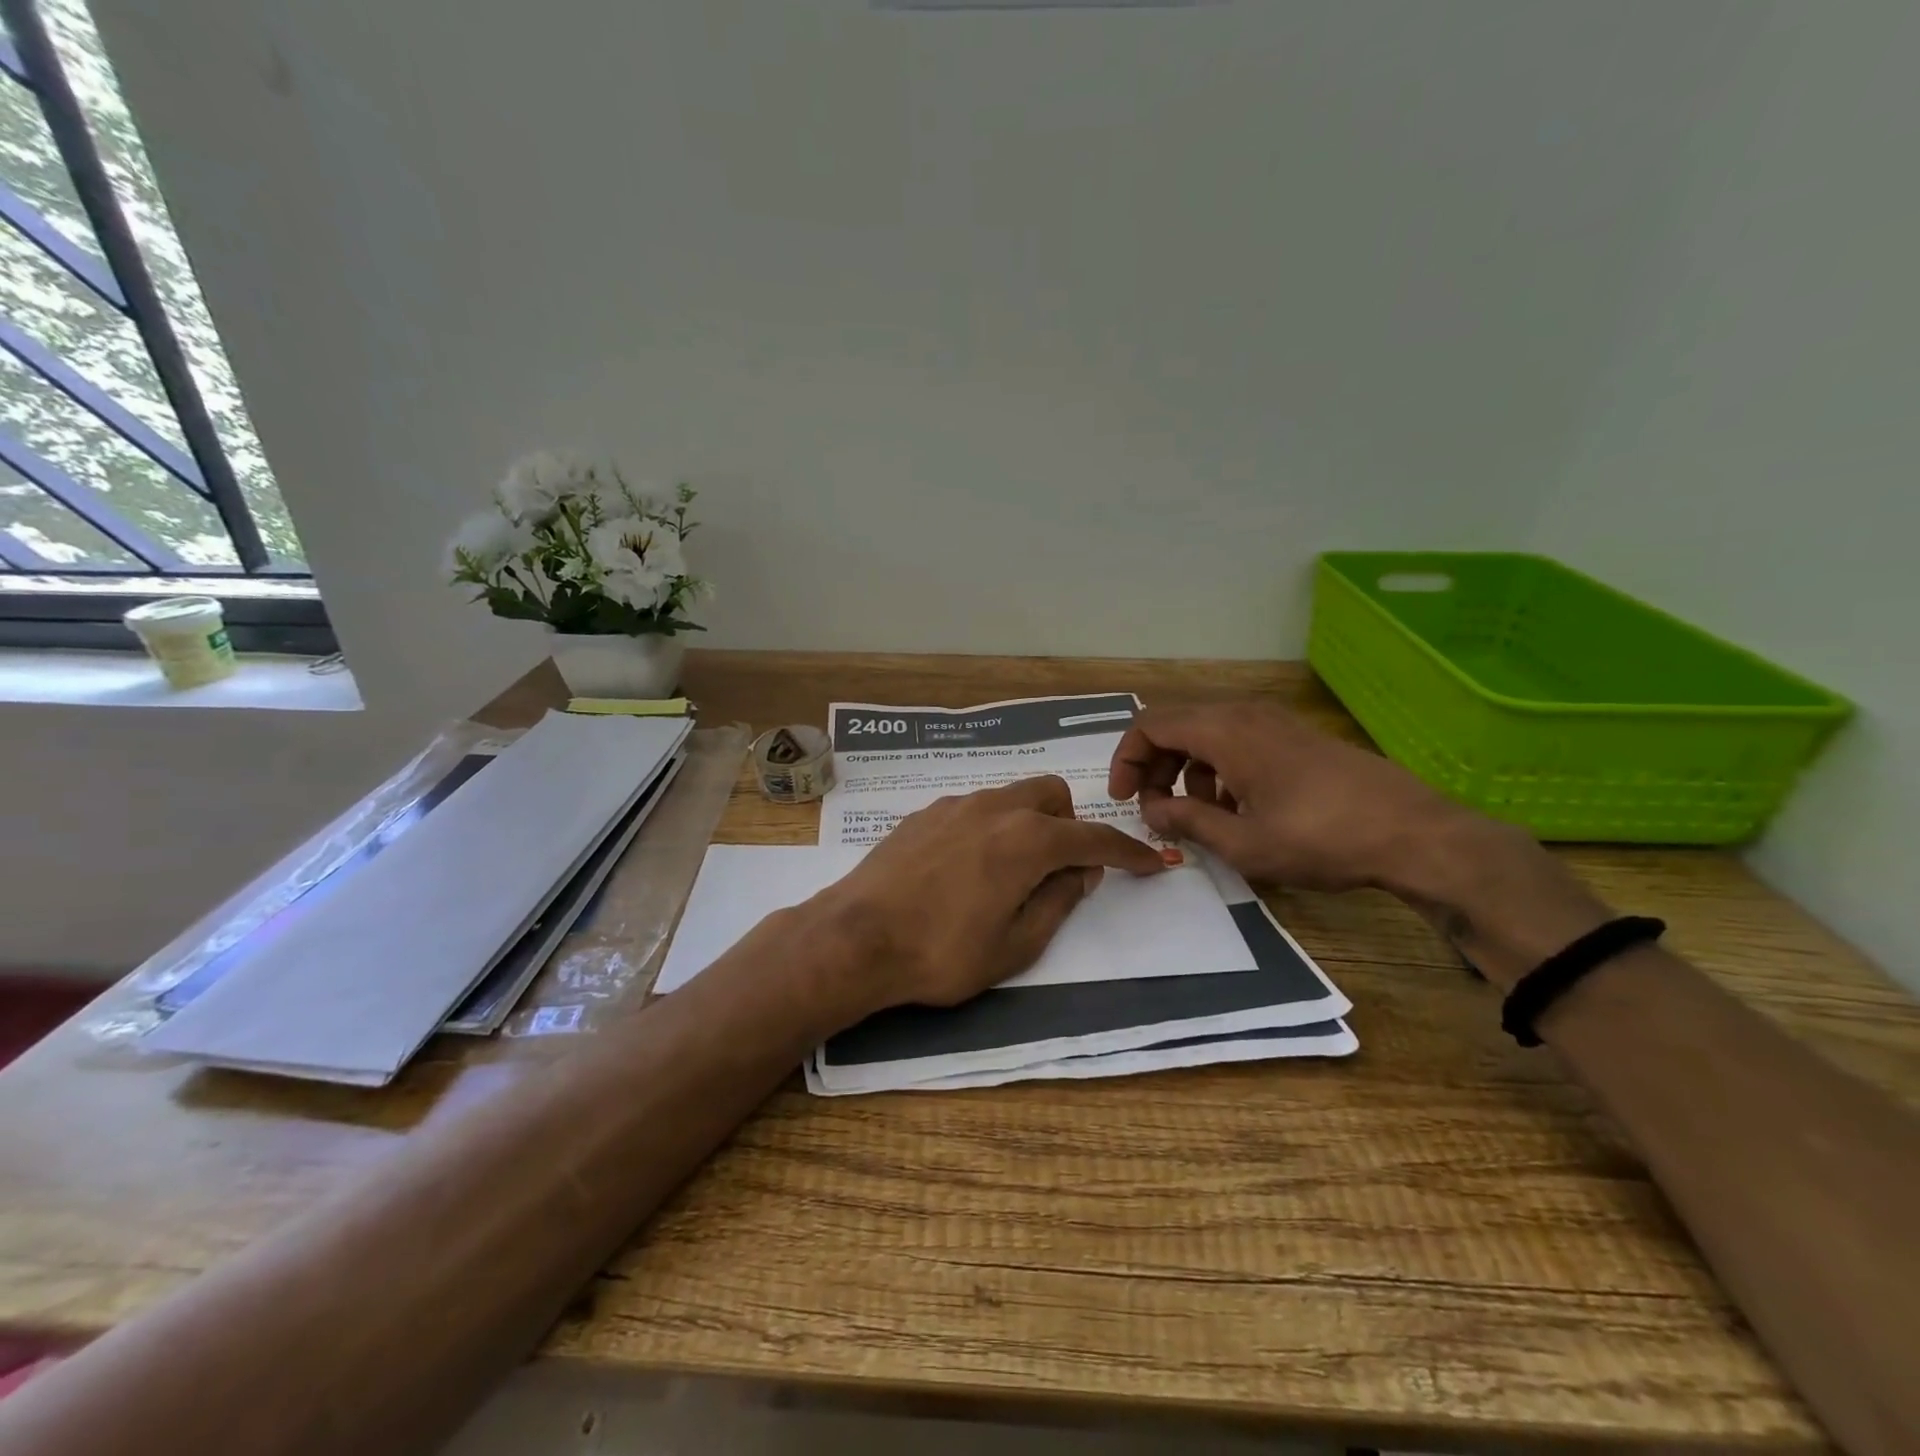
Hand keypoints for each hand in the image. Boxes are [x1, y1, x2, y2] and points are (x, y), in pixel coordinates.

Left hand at [806, 775, 1165, 1014]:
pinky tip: (965, 867)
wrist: (856, 937)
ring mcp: (955, 806)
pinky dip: (990, 827)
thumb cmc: (942, 953)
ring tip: (1009, 871)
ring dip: (1028, 823)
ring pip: (1010, 796)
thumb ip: (1058, 902)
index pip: (1093, 837)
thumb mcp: (1015, 946)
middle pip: (1051, 795)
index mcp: (1027, 840)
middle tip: (1060, 868)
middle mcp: (995, 808)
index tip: (1150, 862)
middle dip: (1069, 824)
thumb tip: (1081, 871)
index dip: (1128, 851)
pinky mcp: (923, 814)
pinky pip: (974, 808)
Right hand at [1107, 702, 1476, 892]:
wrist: (1413, 833)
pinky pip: (1237, 741)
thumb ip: (1186, 822)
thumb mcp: (1243, 843)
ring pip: (1206, 734)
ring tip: (1199, 816)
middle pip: (1175, 725)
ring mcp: (1273, 722)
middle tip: (1154, 810)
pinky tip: (1238, 809)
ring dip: (1187, 771)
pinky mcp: (1294, 737)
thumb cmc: (1321, 839)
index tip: (1124, 799)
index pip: (1150, 725)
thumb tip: (1150, 810)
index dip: (1127, 759)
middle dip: (1154, 767)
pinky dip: (1219, 769)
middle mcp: (1244, 715)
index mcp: (1225, 732)